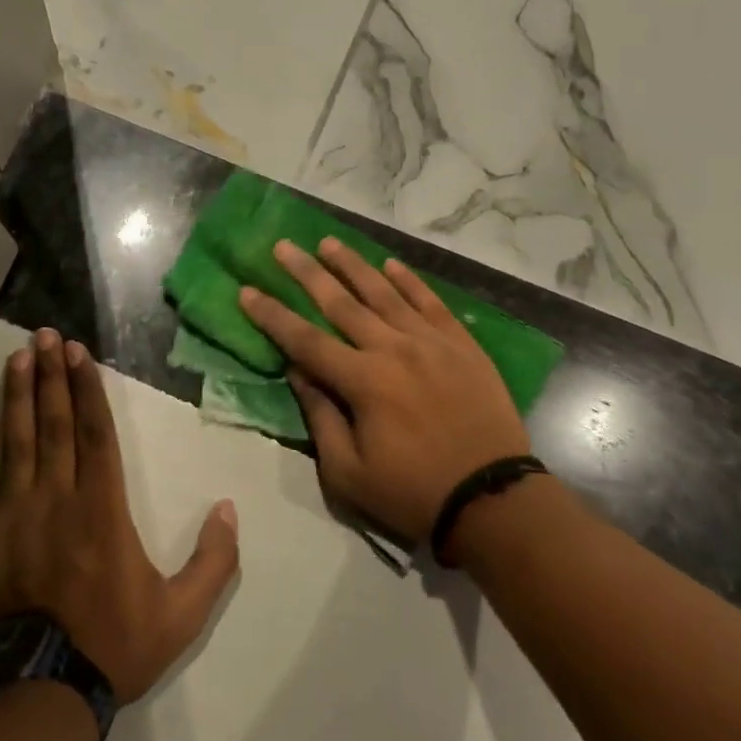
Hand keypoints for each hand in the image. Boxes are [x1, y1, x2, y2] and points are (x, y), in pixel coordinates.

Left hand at [0, 328, 239, 704]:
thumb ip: (213, 561)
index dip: (86, 387)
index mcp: (102, 508)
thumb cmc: (112, 647)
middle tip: (45, 335)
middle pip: (54, 424)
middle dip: (52, 376)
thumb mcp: (182, 614)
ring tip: (18, 357)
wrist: (37, 696)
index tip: (78, 352)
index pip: (95, 431)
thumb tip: (227, 509)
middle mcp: (56, 498)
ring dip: (18, 396)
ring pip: (15, 442)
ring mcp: (12, 516)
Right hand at [238, 239, 532, 544]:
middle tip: (283, 246)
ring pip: (384, 292)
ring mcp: (431, 341)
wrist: (493, 499)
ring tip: (328, 242)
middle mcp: (393, 348)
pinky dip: (409, 281)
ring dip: (353, 265)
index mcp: (363, 381)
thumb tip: (297, 371)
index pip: (305, 339)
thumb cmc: (413, 493)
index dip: (272, 315)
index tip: (247, 291)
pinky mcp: (461, 344)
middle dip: (306, 273)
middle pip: (341, 303)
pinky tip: (390, 264)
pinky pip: (430, 302)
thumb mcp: (349, 472)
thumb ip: (320, 416)